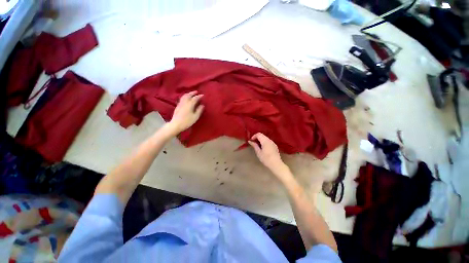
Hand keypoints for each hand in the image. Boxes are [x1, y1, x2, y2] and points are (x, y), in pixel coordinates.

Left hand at [167, 91, 203, 134]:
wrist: (176, 124)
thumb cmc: (187, 121)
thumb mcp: (195, 117)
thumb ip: (199, 110)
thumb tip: (202, 105)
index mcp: (190, 104)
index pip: (195, 98)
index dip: (199, 96)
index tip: (203, 95)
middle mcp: (184, 102)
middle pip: (188, 95)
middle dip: (192, 93)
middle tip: (196, 92)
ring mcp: (180, 104)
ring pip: (184, 96)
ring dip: (188, 94)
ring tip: (191, 94)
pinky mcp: (177, 106)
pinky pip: (182, 98)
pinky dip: (185, 96)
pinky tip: (186, 98)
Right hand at [248, 133, 290, 179]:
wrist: (276, 164)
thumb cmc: (266, 159)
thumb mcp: (258, 152)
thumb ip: (254, 145)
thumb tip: (250, 141)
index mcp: (265, 141)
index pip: (259, 134)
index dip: (254, 136)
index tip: (251, 141)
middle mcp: (270, 140)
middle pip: (262, 135)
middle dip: (257, 138)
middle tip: (253, 143)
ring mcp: (273, 143)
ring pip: (265, 138)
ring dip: (261, 140)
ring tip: (258, 146)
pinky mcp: (275, 146)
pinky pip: (268, 141)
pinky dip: (264, 142)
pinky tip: (263, 148)